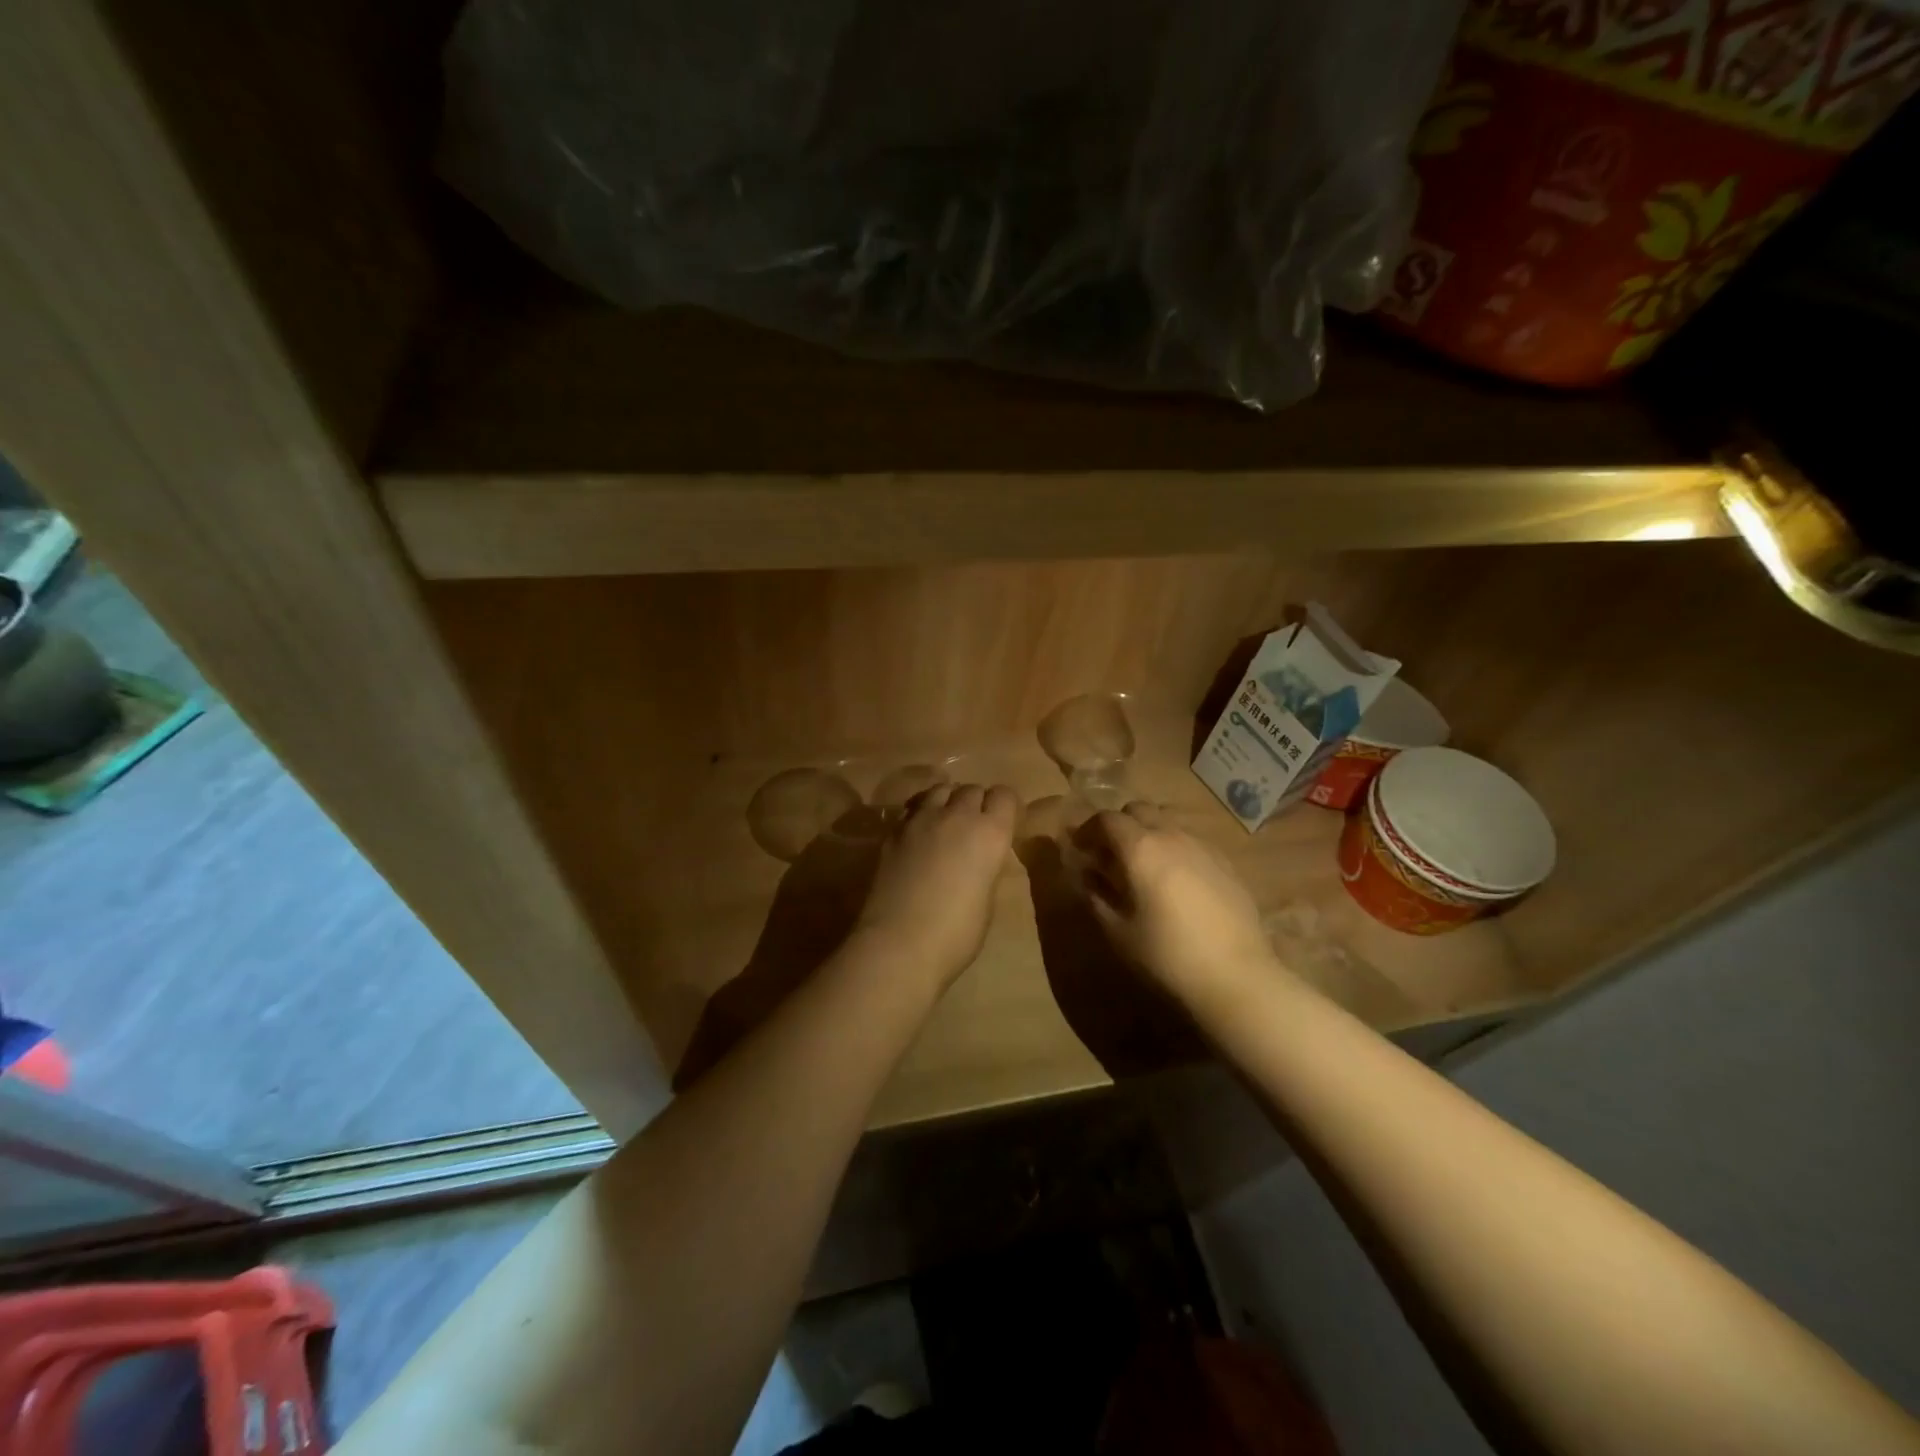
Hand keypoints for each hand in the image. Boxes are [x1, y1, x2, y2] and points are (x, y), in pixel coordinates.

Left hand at [852, 783, 1019, 989]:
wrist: (899, 944)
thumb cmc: (956, 934)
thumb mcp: (987, 900)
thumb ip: (986, 867)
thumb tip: (979, 858)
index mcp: (990, 833)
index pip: (1005, 795)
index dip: (1006, 807)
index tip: (1005, 824)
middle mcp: (957, 816)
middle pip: (972, 789)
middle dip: (977, 803)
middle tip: (975, 828)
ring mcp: (921, 820)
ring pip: (940, 790)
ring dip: (948, 801)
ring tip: (946, 823)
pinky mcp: (893, 831)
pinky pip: (914, 809)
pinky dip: (922, 814)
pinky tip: (920, 837)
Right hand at [1071, 802, 1279, 1006]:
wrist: (1236, 976)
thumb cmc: (1166, 955)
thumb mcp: (1117, 930)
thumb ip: (1095, 895)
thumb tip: (1085, 874)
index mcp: (1140, 848)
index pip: (1106, 819)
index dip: (1088, 830)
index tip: (1080, 850)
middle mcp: (1171, 835)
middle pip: (1139, 810)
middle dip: (1120, 826)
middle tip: (1110, 856)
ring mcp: (1203, 846)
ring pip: (1168, 822)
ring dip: (1149, 833)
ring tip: (1145, 866)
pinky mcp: (1226, 862)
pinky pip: (1191, 841)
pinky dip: (1175, 848)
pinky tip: (1176, 882)